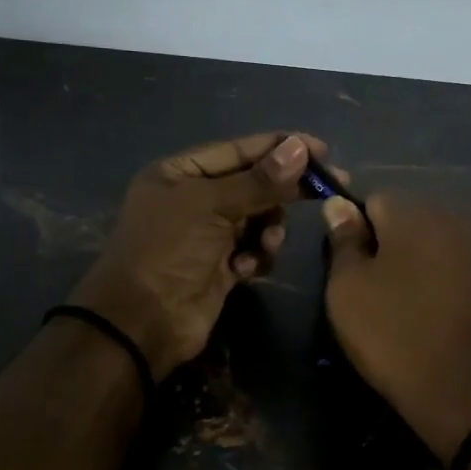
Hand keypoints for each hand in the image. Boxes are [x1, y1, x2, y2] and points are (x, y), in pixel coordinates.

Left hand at [71, 132, 321, 379]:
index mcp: (180, 173)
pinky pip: (254, 249)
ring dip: (269, 228)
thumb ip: (259, 180)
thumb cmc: (169, 250)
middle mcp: (194, 199)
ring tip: (266, 243)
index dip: (280, 148)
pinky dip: (256, 256)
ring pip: (259, 218)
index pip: (239, 150)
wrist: (143, 322)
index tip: (322, 150)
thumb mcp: (211, 206)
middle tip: (327, 189)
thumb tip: (300, 149)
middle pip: (254, 184)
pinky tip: (245, 269)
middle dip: (284, 190)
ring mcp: (208, 234)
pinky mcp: (221, 266)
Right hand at [322, 195, 470, 466]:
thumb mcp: (348, 292)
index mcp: (414, 215)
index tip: (353, 266)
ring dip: (432, 265)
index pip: (375, 200)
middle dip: (397, 246)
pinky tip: (456, 320)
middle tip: (384, 291)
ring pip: (449, 247)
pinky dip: (463, 286)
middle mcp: (458, 220)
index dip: (359, 230)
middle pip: (416, 221)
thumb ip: (343, 242)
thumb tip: (339, 203)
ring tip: (421, 309)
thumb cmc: (397, 338)